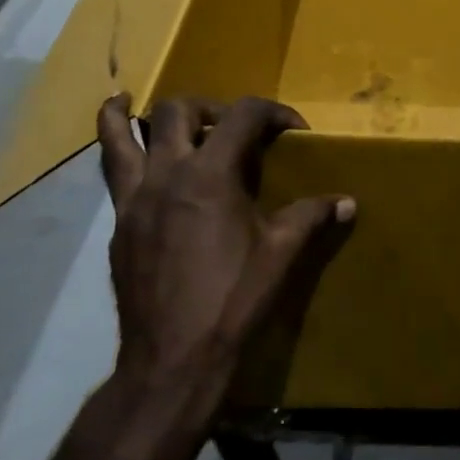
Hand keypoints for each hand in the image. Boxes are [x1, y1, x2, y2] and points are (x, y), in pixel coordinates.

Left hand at [95, 94, 354, 391]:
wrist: (173, 358)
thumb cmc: (233, 300)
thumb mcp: (281, 254)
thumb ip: (312, 216)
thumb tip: (348, 202)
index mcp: (210, 174)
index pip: (243, 115)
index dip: (274, 112)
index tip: (294, 131)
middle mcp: (167, 174)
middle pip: (178, 111)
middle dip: (210, 107)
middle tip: (230, 128)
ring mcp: (135, 199)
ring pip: (120, 136)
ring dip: (130, 114)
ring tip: (129, 100)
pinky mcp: (119, 225)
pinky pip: (111, 175)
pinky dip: (118, 154)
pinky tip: (135, 164)